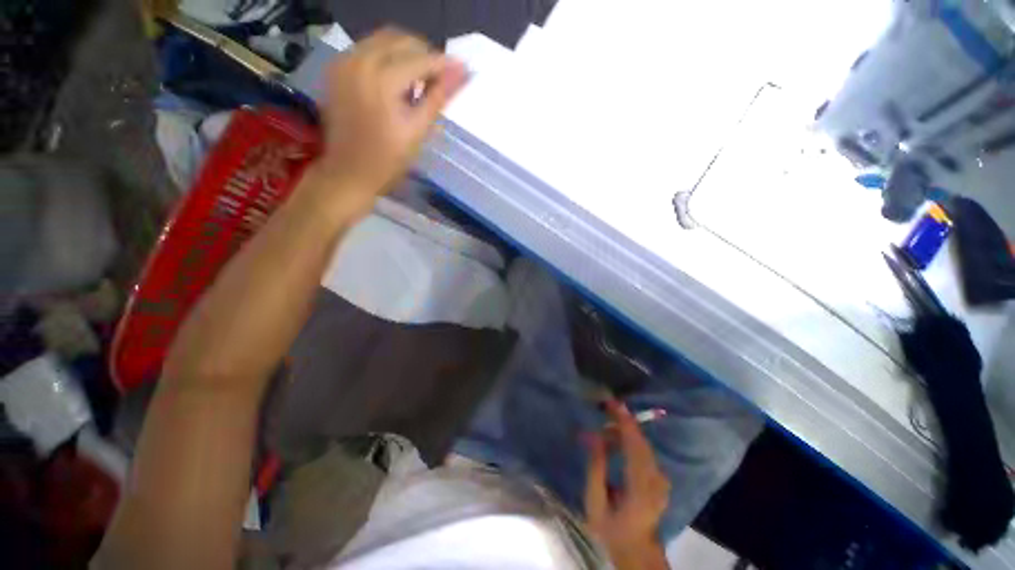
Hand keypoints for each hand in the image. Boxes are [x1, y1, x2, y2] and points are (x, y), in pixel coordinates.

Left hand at [316, 27, 467, 210]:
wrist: (348, 172)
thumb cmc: (388, 161)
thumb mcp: (418, 131)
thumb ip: (439, 97)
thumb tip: (462, 72)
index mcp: (382, 80)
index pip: (420, 58)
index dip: (443, 64)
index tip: (461, 71)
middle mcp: (360, 60)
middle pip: (401, 40)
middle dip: (424, 55)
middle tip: (438, 81)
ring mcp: (344, 62)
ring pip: (383, 40)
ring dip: (406, 54)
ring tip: (418, 82)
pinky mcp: (336, 69)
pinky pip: (367, 49)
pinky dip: (386, 58)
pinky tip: (395, 81)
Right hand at [585, 400, 670, 568]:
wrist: (637, 550)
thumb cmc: (611, 528)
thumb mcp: (595, 502)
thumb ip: (596, 467)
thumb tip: (594, 436)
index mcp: (640, 487)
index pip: (635, 446)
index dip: (624, 422)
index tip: (612, 403)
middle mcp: (655, 479)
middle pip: (640, 441)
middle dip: (622, 421)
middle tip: (603, 408)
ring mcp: (660, 478)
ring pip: (642, 444)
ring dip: (624, 431)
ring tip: (603, 427)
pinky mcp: (659, 477)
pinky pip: (644, 451)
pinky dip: (629, 440)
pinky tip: (614, 441)